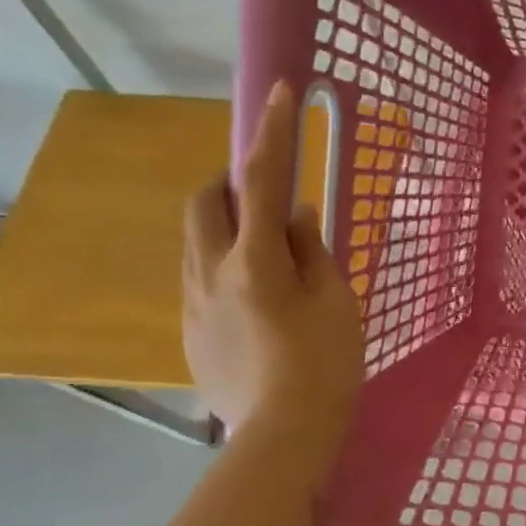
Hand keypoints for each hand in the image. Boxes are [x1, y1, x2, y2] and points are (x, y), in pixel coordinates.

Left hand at [184, 80, 363, 464]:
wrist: (282, 435)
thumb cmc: (324, 365)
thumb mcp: (336, 302)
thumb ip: (313, 252)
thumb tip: (297, 217)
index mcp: (254, 262)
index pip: (262, 181)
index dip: (271, 132)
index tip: (277, 90)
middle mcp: (210, 273)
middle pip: (204, 204)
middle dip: (229, 181)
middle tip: (264, 190)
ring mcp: (193, 304)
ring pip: (196, 241)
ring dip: (225, 225)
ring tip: (266, 247)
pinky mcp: (190, 331)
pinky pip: (201, 276)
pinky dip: (225, 263)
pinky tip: (258, 296)